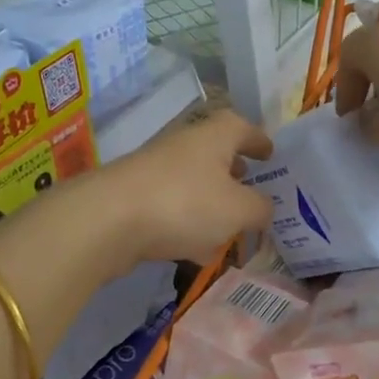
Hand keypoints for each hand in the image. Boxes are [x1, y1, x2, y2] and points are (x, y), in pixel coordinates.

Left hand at [98, 107, 275, 264]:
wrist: (107, 220)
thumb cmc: (184, 203)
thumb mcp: (238, 210)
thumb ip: (259, 208)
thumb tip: (264, 208)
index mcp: (213, 136)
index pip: (242, 127)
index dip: (259, 140)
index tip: (271, 154)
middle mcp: (184, 145)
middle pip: (216, 153)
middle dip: (235, 172)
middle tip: (252, 189)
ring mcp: (156, 170)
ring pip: (193, 182)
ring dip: (211, 200)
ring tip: (230, 227)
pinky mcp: (135, 198)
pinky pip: (172, 207)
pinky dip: (188, 222)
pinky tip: (196, 251)